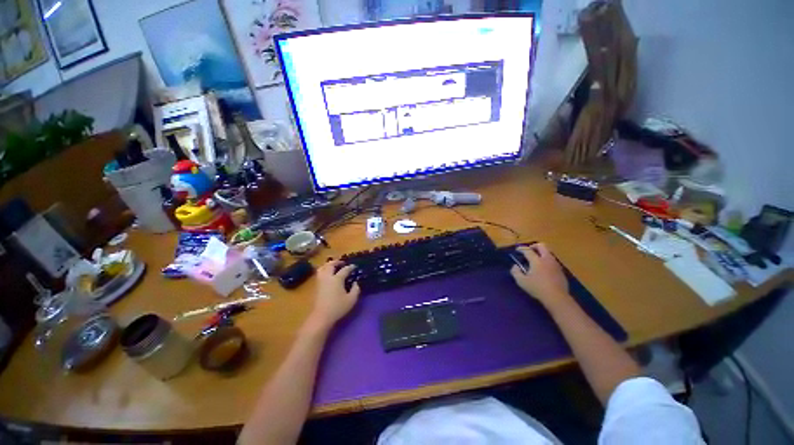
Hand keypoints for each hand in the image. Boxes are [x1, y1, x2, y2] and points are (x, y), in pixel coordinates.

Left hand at [307, 260, 360, 329]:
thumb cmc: (338, 308)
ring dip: (328, 265)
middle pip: (330, 264)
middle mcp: (328, 277)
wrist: (322, 317)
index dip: (350, 267)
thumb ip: (356, 289)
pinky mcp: (317, 286)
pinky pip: (320, 273)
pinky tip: (328, 274)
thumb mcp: (351, 299)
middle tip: (342, 263)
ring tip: (334, 266)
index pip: (345, 269)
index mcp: (337, 279)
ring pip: (322, 268)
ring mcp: (321, 281)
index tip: (354, 266)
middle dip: (337, 262)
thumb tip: (356, 282)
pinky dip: (324, 270)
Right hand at [510, 243, 569, 306]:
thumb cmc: (537, 288)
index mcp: (537, 261)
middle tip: (528, 250)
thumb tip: (515, 266)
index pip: (528, 250)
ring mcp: (555, 264)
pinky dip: (546, 260)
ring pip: (548, 253)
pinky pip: (552, 260)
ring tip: (535, 259)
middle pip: (542, 246)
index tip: (517, 250)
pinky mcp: (560, 270)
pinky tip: (543, 268)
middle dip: (534, 246)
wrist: (557, 297)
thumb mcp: (521, 281)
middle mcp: (547, 259)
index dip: (521, 249)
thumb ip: (516, 272)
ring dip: (541, 253)